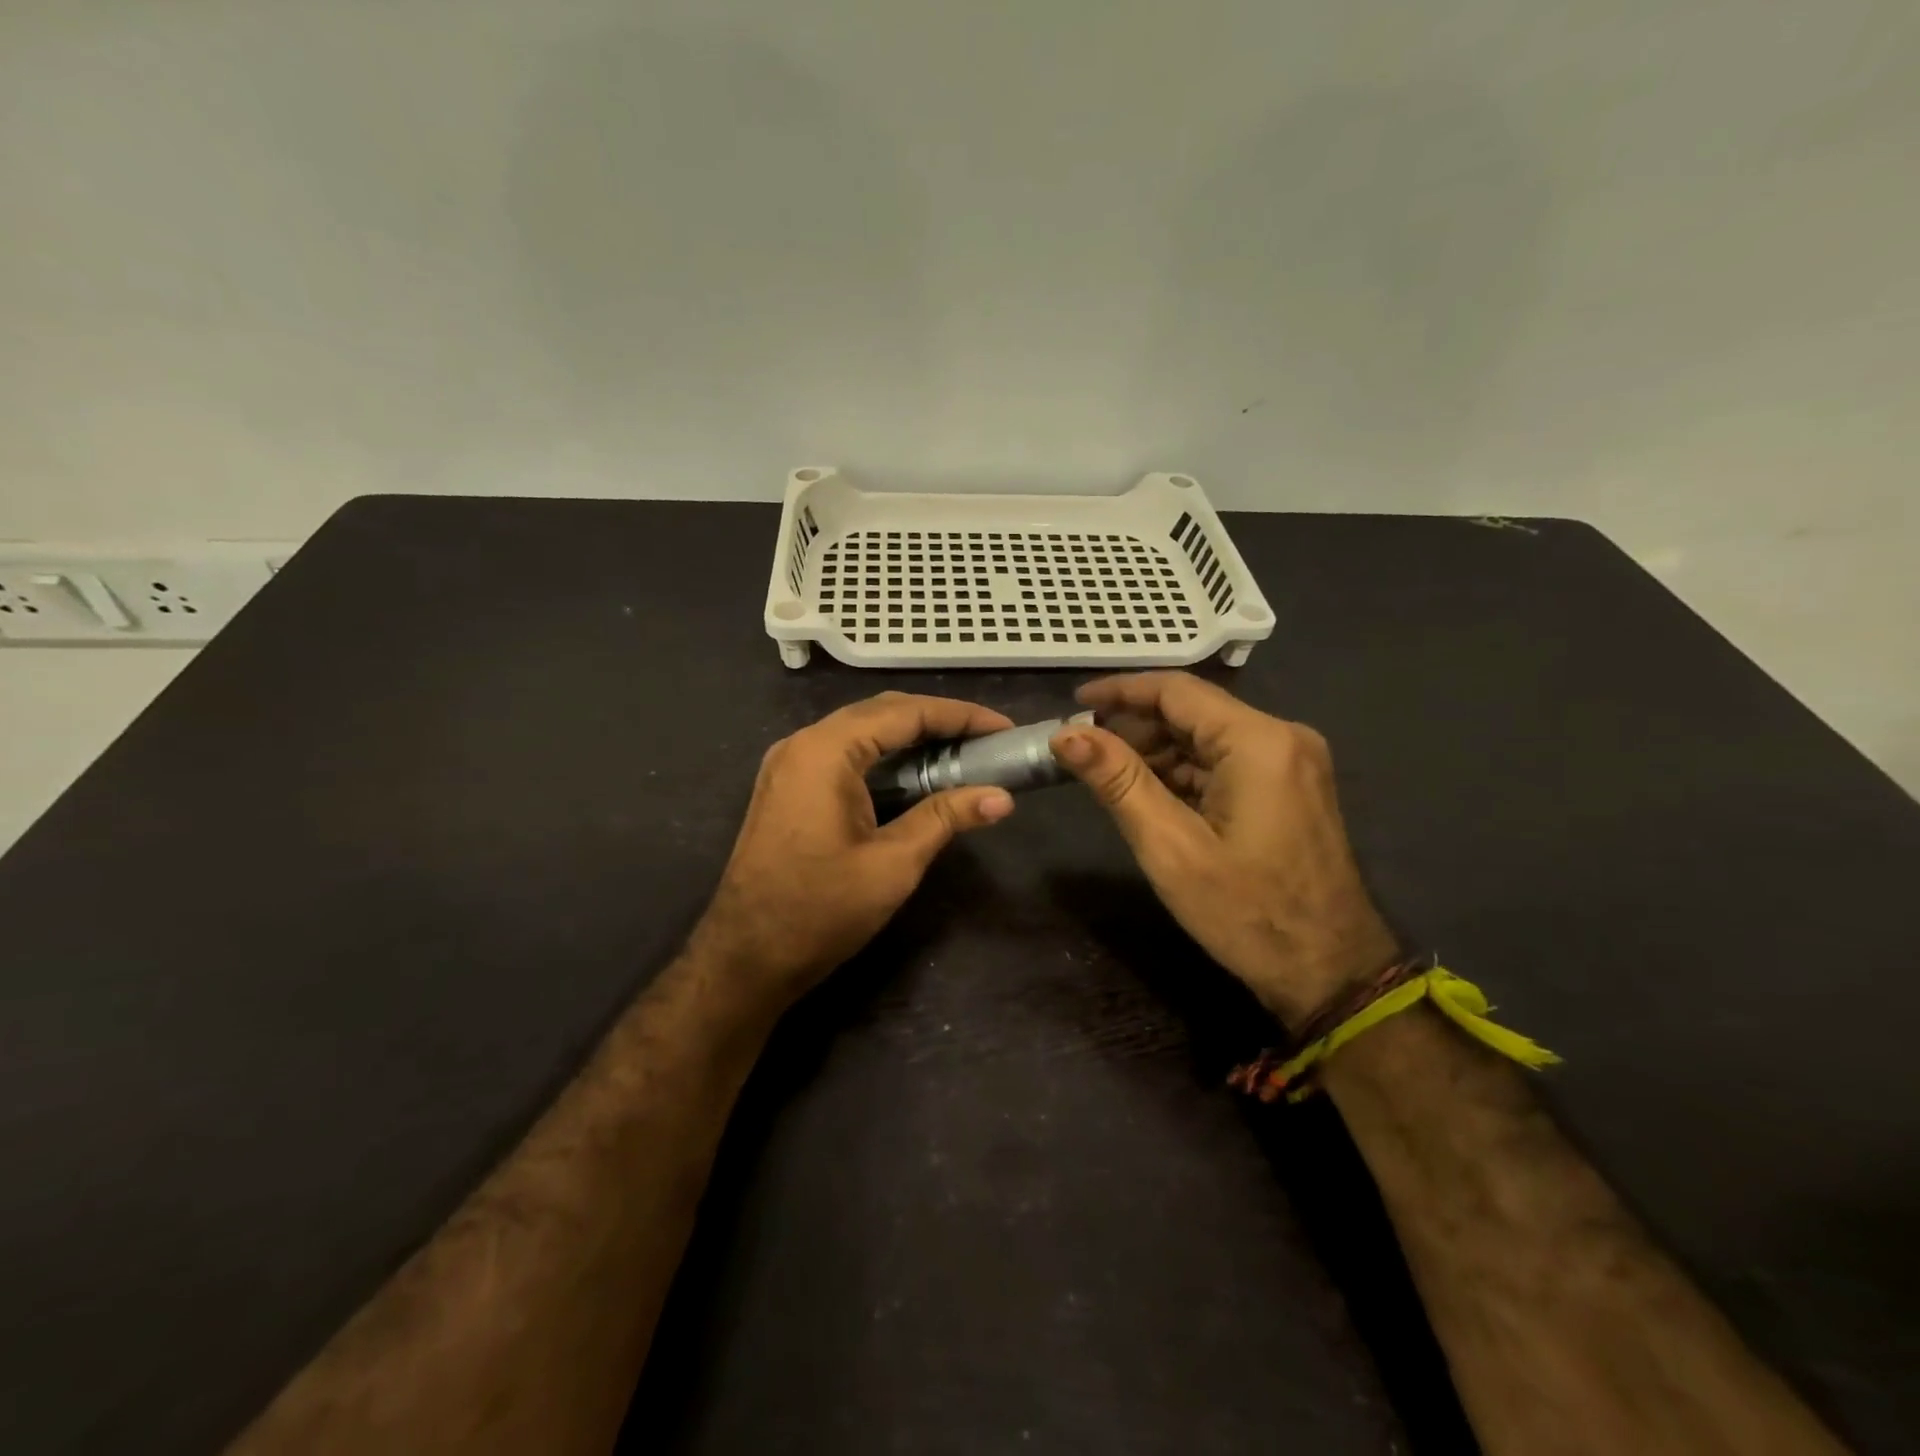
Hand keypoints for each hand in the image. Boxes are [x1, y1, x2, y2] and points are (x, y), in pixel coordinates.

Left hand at [693, 692, 1016, 1003]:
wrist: (745, 958)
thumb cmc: (820, 911)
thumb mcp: (893, 864)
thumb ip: (946, 819)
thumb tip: (1002, 797)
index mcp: (825, 751)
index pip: (904, 713)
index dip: (959, 716)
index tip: (1003, 728)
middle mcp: (802, 743)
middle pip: (881, 713)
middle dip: (937, 721)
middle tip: (987, 740)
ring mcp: (790, 764)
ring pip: (861, 731)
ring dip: (911, 737)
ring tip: (961, 753)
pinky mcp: (788, 786)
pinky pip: (844, 753)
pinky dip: (884, 756)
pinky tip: (915, 775)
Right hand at [1051, 672, 1397, 1030]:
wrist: (1331, 973)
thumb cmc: (1247, 913)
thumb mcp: (1170, 847)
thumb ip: (1118, 781)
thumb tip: (1066, 734)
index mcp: (1259, 741)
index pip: (1176, 691)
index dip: (1119, 691)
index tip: (1073, 702)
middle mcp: (1282, 736)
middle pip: (1193, 711)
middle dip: (1134, 726)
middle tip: (1081, 747)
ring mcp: (1291, 762)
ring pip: (1207, 736)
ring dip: (1156, 750)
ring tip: (1104, 772)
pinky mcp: (1290, 787)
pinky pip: (1226, 762)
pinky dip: (1183, 771)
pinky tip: (1147, 792)